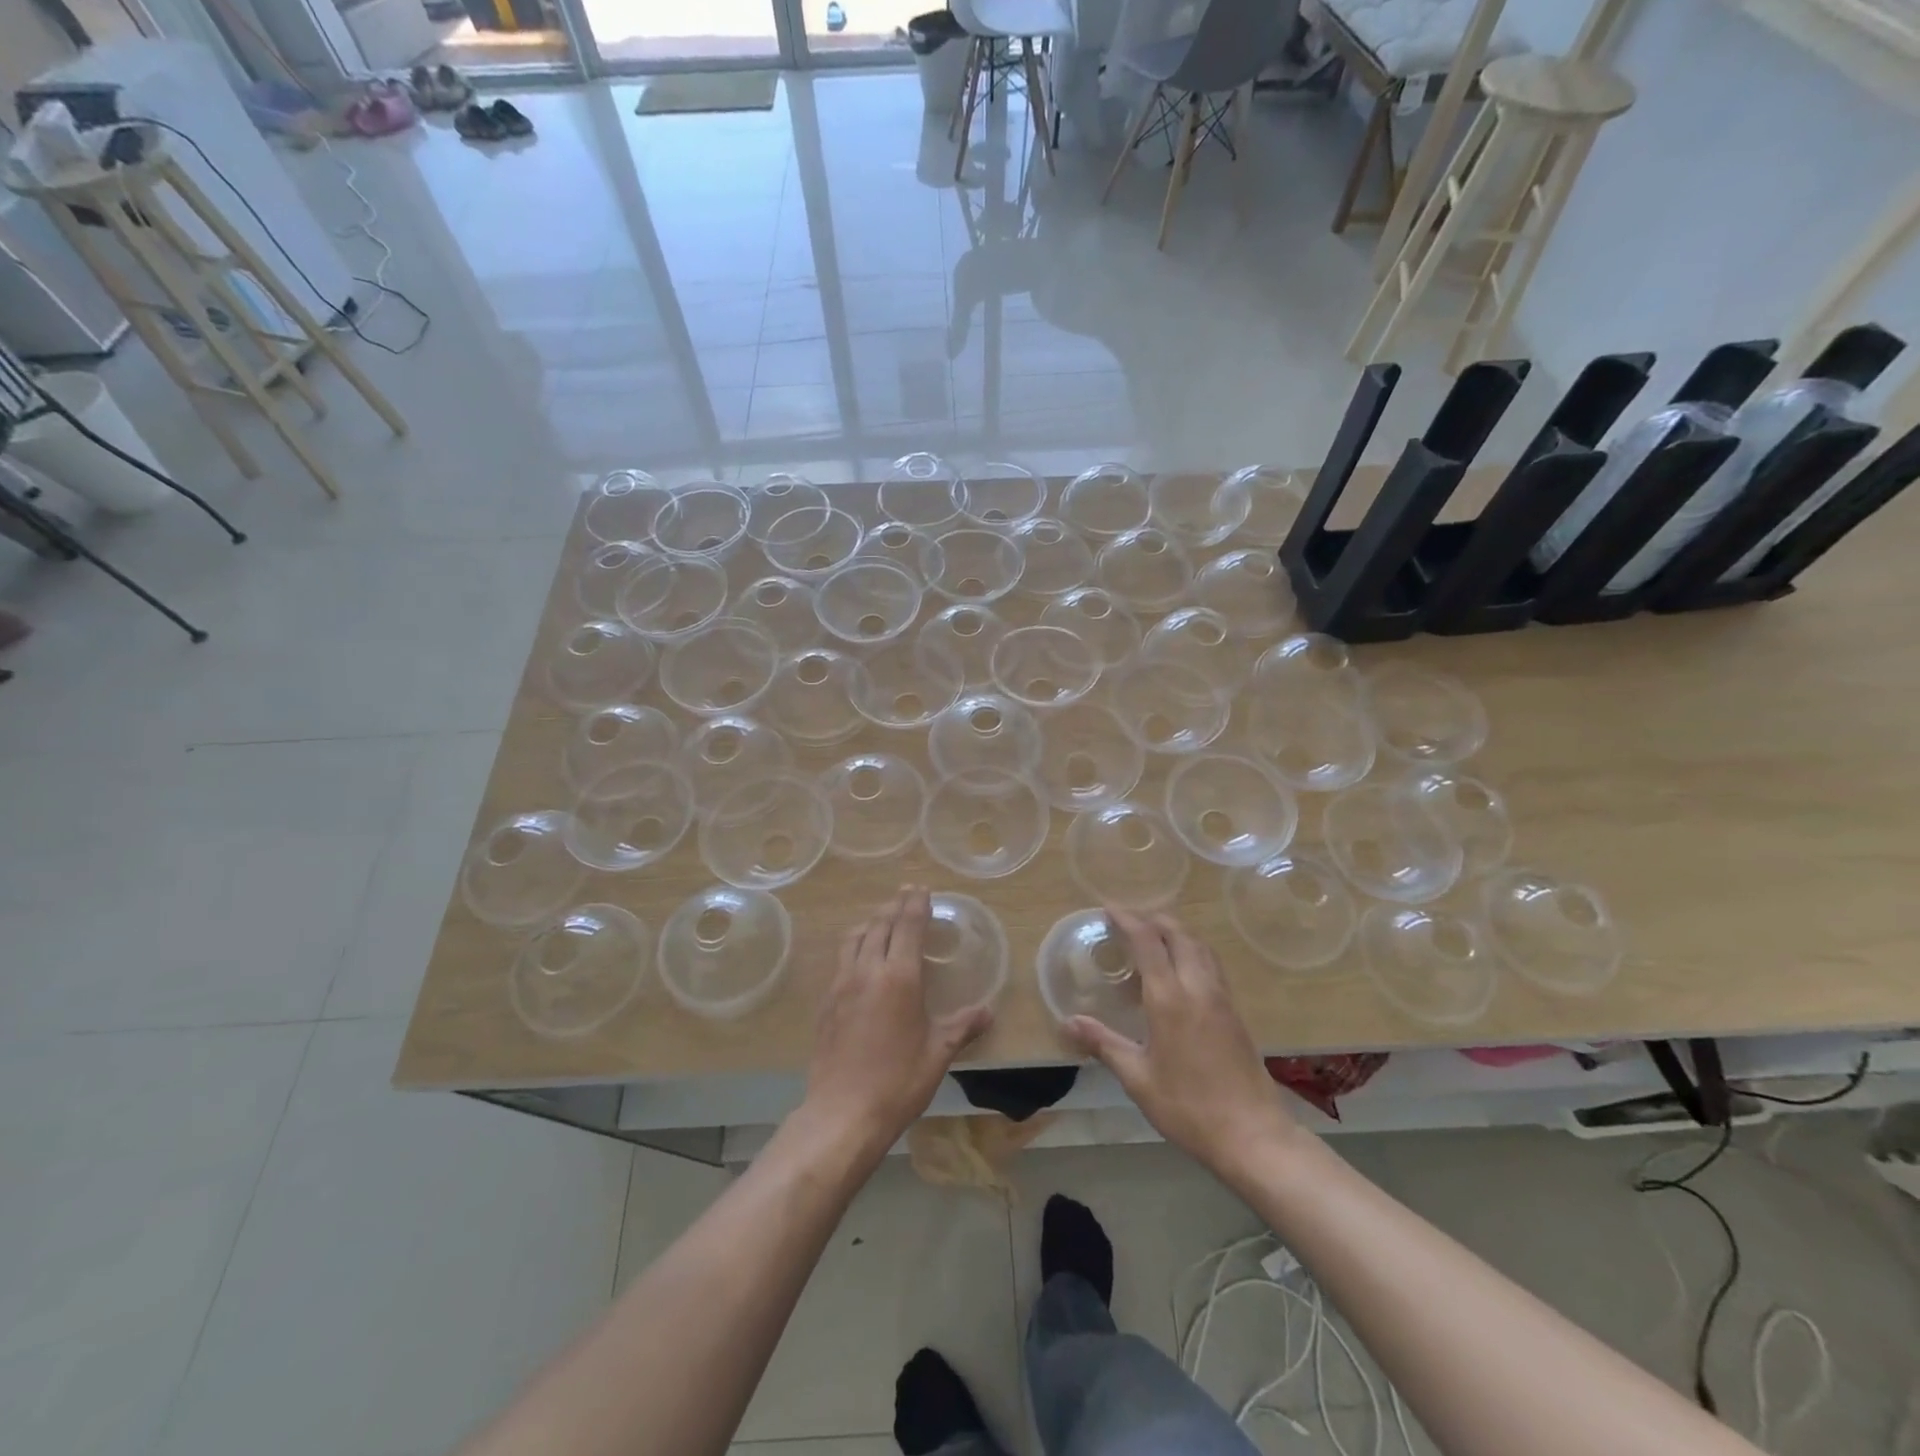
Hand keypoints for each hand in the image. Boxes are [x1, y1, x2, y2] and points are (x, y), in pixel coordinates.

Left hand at [801, 886, 993, 1159]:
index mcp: (899, 977)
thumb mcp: (938, 1054)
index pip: (908, 926)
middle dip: (894, 907)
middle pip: (879, 925)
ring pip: (855, 938)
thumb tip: (988, 1012)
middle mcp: (867, 971)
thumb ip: (962, 1026)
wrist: (842, 1113)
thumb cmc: (898, 1082)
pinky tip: (860, 960)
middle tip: (905, 896)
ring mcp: (841, 985)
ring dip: (871, 923)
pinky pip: (841, 960)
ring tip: (882, 921)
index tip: (921, 888)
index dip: (915, 904)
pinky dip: (854, 947)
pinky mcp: (826, 1003)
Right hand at [1064, 909, 1296, 1175]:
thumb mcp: (1138, 1078)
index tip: (1109, 908)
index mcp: (1170, 998)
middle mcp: (1198, 987)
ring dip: (1176, 932)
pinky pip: (1212, 964)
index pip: (1148, 942)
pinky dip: (1192, 951)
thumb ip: (1103, 1044)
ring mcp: (1221, 998)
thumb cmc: (1188, 1107)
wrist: (1252, 1135)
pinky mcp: (1235, 1012)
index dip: (1128, 920)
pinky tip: (1180, 971)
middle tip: (1129, 921)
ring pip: (1200, 946)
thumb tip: (1067, 1022)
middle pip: (1179, 934)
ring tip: (1153, 939)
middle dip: (1153, 919)